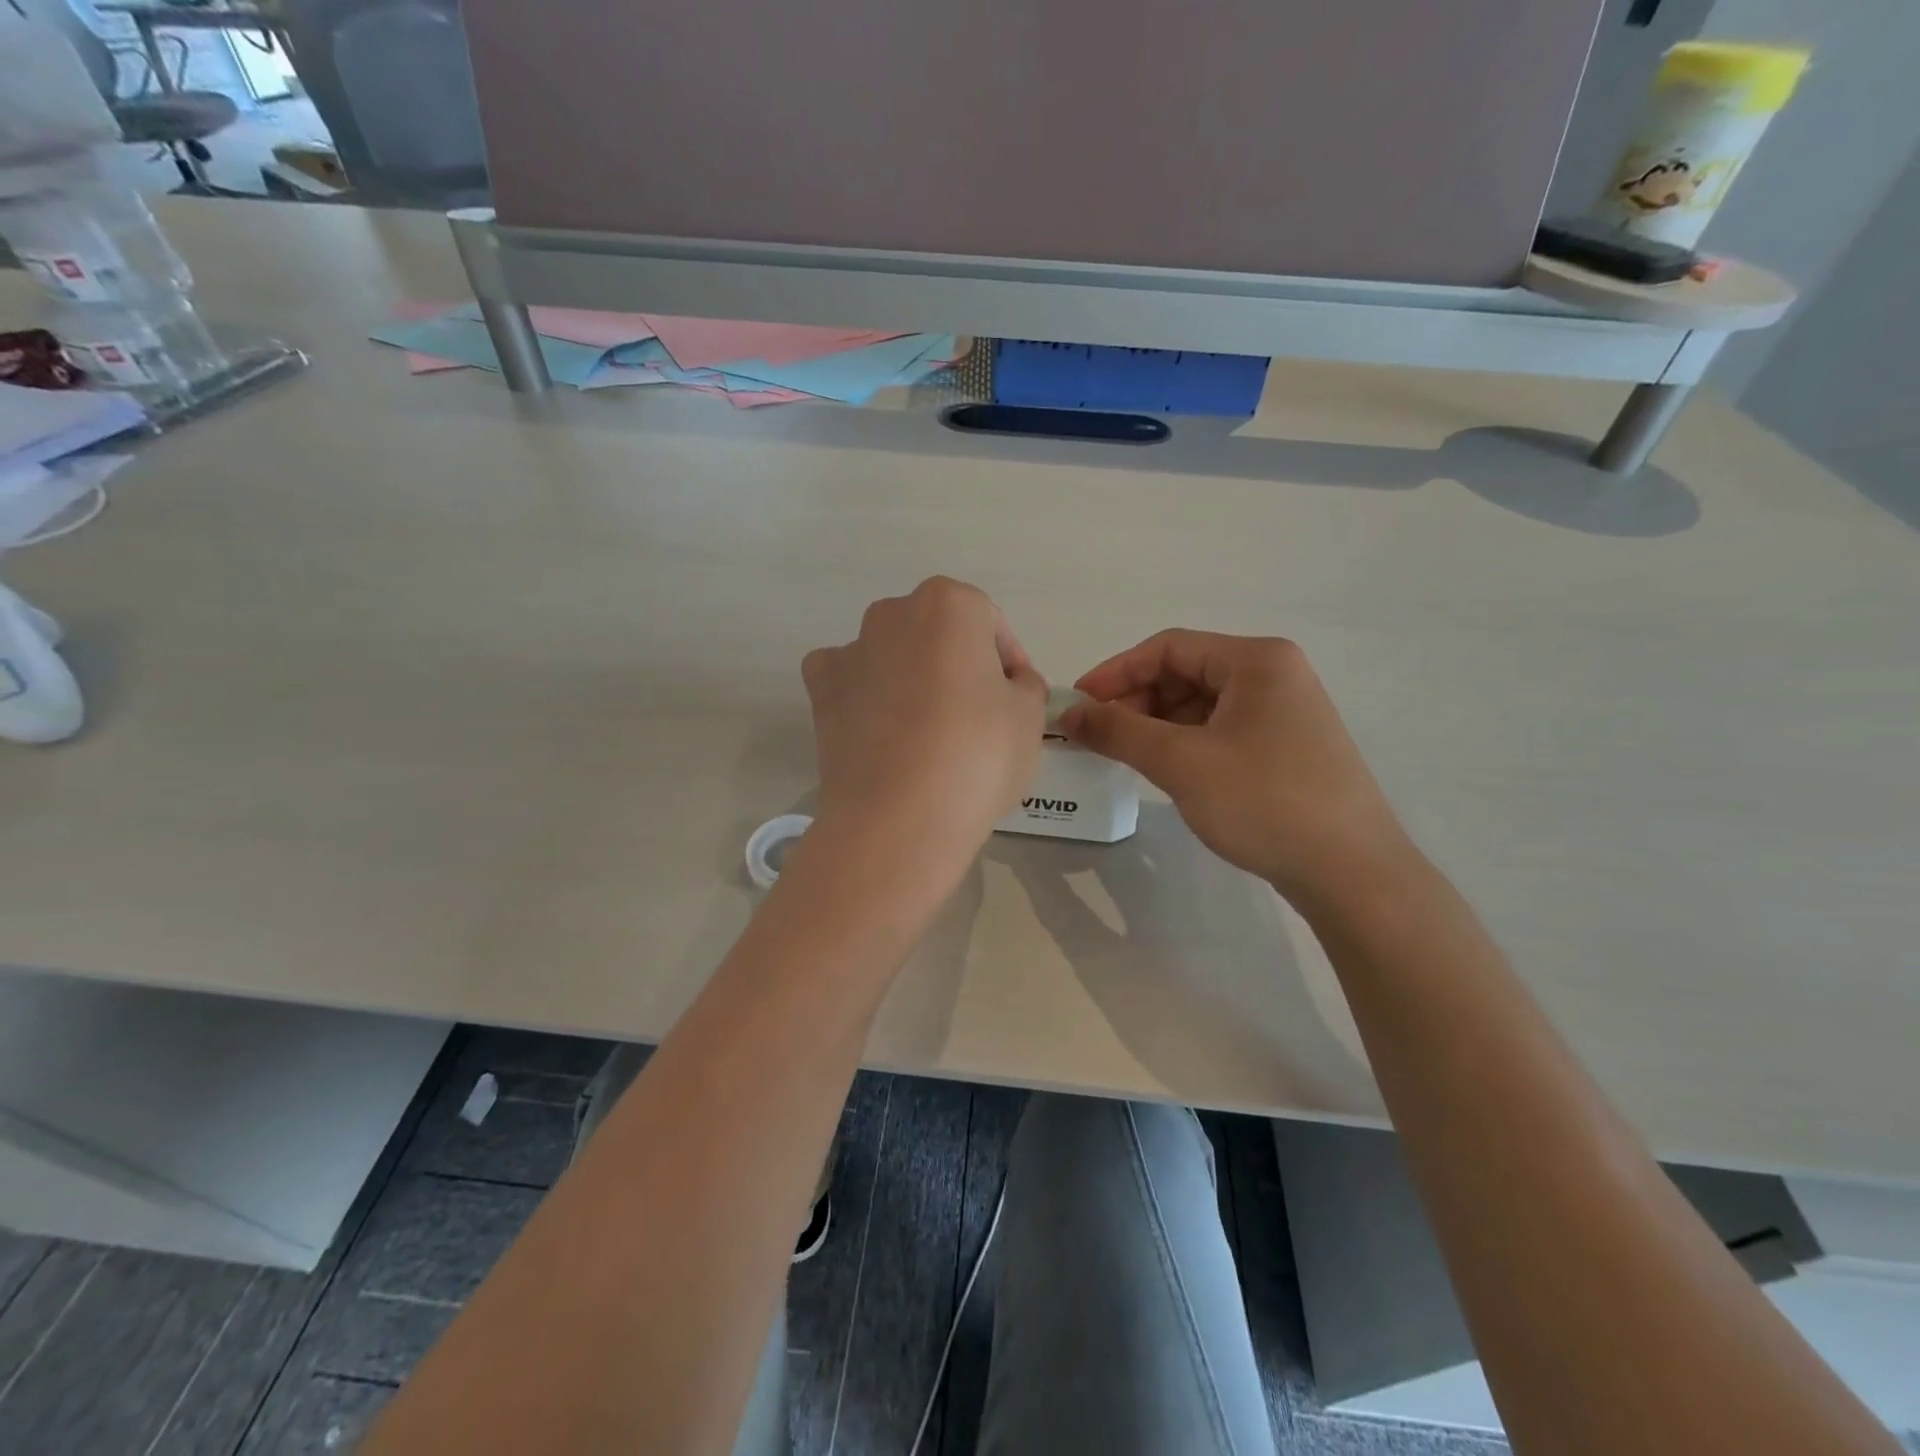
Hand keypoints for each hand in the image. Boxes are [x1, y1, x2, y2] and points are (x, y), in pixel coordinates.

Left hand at [802, 578, 1045, 871]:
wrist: (897, 820)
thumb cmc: (977, 756)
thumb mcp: (1030, 716)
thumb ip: (1025, 684)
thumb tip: (1008, 683)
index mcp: (949, 604)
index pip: (989, 624)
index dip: (1008, 662)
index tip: (1015, 701)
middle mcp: (892, 613)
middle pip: (938, 634)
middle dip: (958, 665)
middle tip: (977, 717)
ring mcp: (850, 651)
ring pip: (893, 656)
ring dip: (912, 679)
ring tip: (929, 734)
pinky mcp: (820, 691)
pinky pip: (851, 682)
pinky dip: (866, 698)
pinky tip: (882, 733)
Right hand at [1064, 631, 1416, 909]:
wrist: (1352, 873)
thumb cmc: (1265, 802)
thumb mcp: (1182, 762)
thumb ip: (1118, 731)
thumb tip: (1068, 714)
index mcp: (1256, 660)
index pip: (1169, 647)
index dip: (1115, 672)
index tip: (1077, 704)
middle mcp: (1274, 676)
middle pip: (1185, 673)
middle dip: (1135, 701)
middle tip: (1097, 736)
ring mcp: (1282, 713)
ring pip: (1200, 705)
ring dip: (1156, 724)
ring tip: (1124, 755)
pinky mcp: (1283, 748)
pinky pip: (1219, 731)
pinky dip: (1183, 743)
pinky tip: (1164, 769)